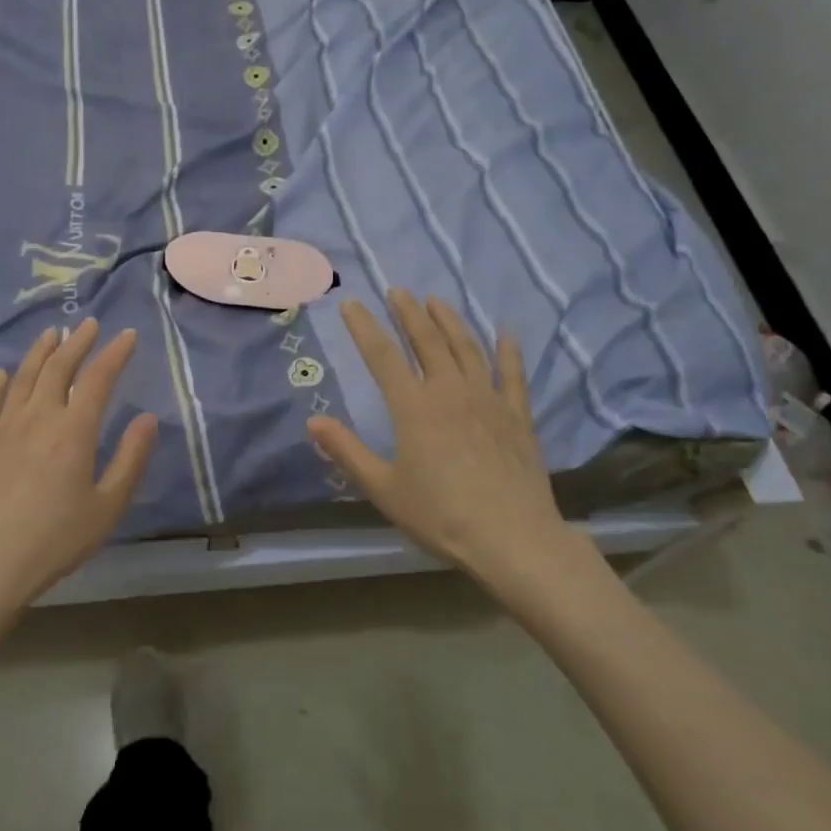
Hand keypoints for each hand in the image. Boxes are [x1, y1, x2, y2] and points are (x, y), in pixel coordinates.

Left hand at [0, 319, 157, 619]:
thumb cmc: (53, 541)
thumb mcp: (106, 507)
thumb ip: (130, 459)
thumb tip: (147, 418)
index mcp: (74, 430)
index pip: (98, 378)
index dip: (115, 353)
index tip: (128, 335)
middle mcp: (38, 416)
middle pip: (59, 367)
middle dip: (78, 342)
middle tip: (89, 324)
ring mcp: (2, 427)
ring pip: (24, 376)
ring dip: (40, 351)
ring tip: (52, 334)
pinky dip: (0, 382)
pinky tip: (4, 374)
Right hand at [306, 290, 576, 594]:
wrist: (513, 540)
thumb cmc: (441, 516)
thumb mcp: (383, 489)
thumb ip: (347, 452)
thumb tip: (313, 422)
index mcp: (413, 407)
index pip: (382, 355)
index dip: (364, 327)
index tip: (351, 304)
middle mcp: (450, 391)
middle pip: (426, 340)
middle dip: (409, 313)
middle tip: (398, 290)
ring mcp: (488, 399)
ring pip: (466, 347)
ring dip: (450, 320)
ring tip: (436, 300)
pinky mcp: (517, 415)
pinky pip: (513, 374)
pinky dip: (508, 351)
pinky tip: (505, 333)